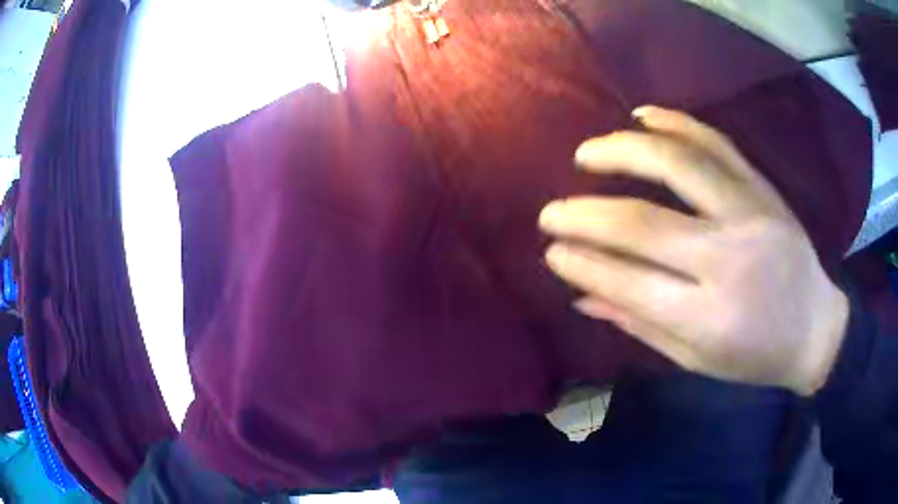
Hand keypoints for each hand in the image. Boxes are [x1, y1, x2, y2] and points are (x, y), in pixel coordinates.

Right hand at [539, 106, 848, 395]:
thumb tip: (583, 295)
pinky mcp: (763, 189)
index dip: (582, 263)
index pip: (628, 282)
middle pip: (643, 223)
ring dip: (622, 151)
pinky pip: (717, 144)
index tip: (552, 250)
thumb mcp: (696, 359)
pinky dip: (678, 123)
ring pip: (678, 164)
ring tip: (587, 153)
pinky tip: (645, 117)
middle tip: (552, 211)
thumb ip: (640, 324)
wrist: (816, 328)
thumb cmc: (756, 357)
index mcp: (709, 317)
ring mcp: (750, 214)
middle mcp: (729, 259)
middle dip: (585, 214)